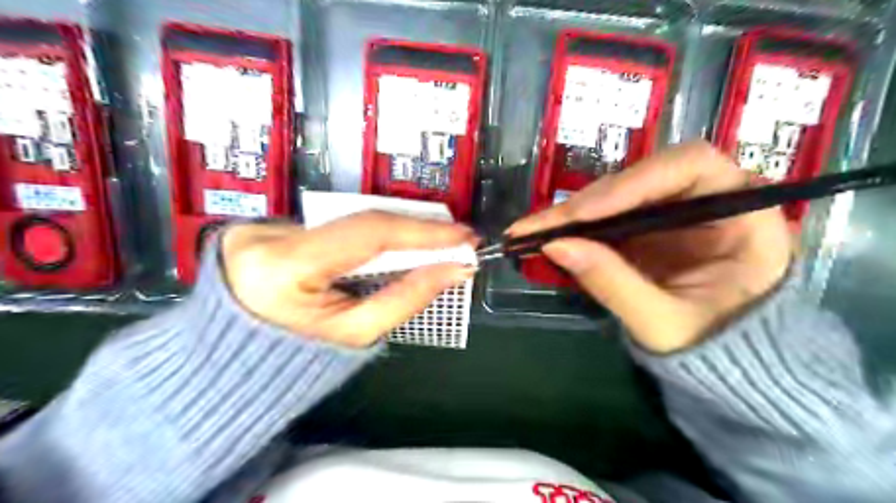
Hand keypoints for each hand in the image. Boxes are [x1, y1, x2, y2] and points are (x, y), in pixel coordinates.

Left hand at [221, 211, 479, 346]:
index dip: (423, 231)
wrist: (234, 363)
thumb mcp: (356, 334)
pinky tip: (391, 246)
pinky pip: (332, 227)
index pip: (368, 233)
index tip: (464, 236)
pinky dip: (365, 236)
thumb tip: (454, 269)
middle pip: (360, 222)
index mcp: (284, 266)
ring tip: (431, 243)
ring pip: (347, 222)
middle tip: (455, 238)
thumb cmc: (295, 361)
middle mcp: (269, 234)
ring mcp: (263, 225)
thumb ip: (407, 297)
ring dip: (393, 232)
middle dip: (413, 230)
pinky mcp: (265, 226)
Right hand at [507, 142, 792, 352]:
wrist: (718, 365)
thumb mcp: (664, 324)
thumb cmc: (711, 347)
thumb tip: (555, 246)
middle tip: (537, 227)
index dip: (633, 182)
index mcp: (744, 217)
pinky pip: (607, 215)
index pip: (690, 167)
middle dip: (587, 203)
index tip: (583, 214)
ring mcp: (674, 212)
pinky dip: (574, 226)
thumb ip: (614, 284)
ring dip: (572, 213)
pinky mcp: (647, 226)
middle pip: (642, 177)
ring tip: (531, 231)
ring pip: (618, 193)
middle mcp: (709, 200)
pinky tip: (546, 235)